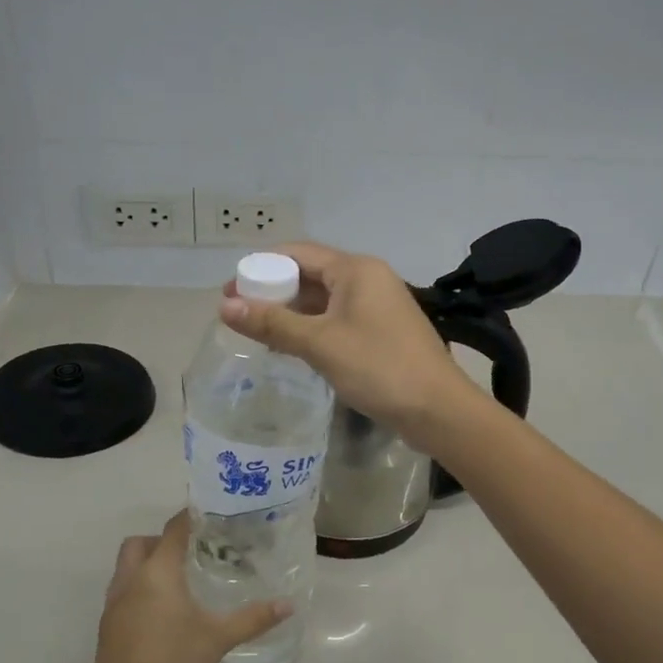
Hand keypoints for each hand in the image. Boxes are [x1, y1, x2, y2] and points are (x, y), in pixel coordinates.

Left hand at [87, 513, 288, 662]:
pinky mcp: (108, 625)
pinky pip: (122, 590)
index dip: (189, 516)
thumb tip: (289, 605)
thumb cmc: (172, 661)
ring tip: (178, 580)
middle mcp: (131, 579)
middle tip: (190, 551)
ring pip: (126, 566)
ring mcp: (114, 603)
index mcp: (158, 572)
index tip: (208, 512)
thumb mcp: (218, 638)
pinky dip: (139, 587)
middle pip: (140, 542)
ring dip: (147, 563)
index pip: (173, 530)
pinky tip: (160, 610)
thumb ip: (253, 619)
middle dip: (162, 540)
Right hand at [221, 242, 475, 448]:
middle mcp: (368, 279)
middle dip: (274, 291)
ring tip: (258, 332)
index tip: (230, 291)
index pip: (298, 253)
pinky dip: (312, 328)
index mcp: (356, 270)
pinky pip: (338, 320)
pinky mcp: (382, 332)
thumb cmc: (378, 367)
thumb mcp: (320, 343)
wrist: (438, 409)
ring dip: (291, 313)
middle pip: (310, 275)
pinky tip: (291, 347)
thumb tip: (225, 306)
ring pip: (324, 301)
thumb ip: (272, 323)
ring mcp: (378, 306)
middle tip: (239, 314)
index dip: (261, 268)